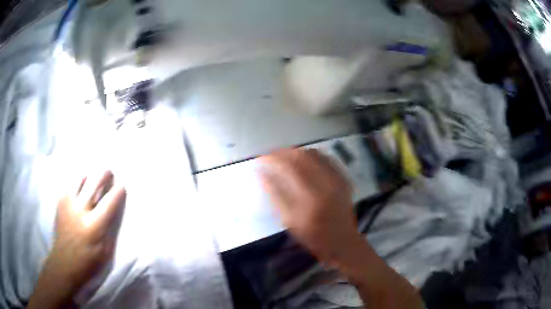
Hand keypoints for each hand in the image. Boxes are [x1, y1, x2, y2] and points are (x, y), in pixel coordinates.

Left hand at [29, 170, 125, 308]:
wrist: (63, 263)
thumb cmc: (87, 263)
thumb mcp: (104, 253)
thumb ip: (108, 231)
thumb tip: (112, 214)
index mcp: (93, 226)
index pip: (108, 203)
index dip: (117, 192)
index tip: (122, 185)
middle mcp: (80, 211)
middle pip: (93, 184)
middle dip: (103, 175)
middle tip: (109, 172)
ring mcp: (68, 205)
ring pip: (79, 179)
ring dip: (89, 176)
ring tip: (93, 176)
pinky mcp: (60, 204)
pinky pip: (69, 186)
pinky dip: (77, 182)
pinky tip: (80, 184)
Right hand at [259, 148, 361, 266]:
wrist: (342, 241)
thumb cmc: (313, 236)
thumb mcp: (290, 221)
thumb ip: (276, 196)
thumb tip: (262, 174)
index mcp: (310, 197)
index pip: (289, 167)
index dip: (273, 159)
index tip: (261, 159)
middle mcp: (325, 183)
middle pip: (302, 156)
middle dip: (283, 152)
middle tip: (271, 156)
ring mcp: (337, 179)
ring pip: (314, 154)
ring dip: (296, 152)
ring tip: (285, 157)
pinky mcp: (343, 179)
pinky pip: (326, 158)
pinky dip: (312, 155)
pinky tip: (304, 159)